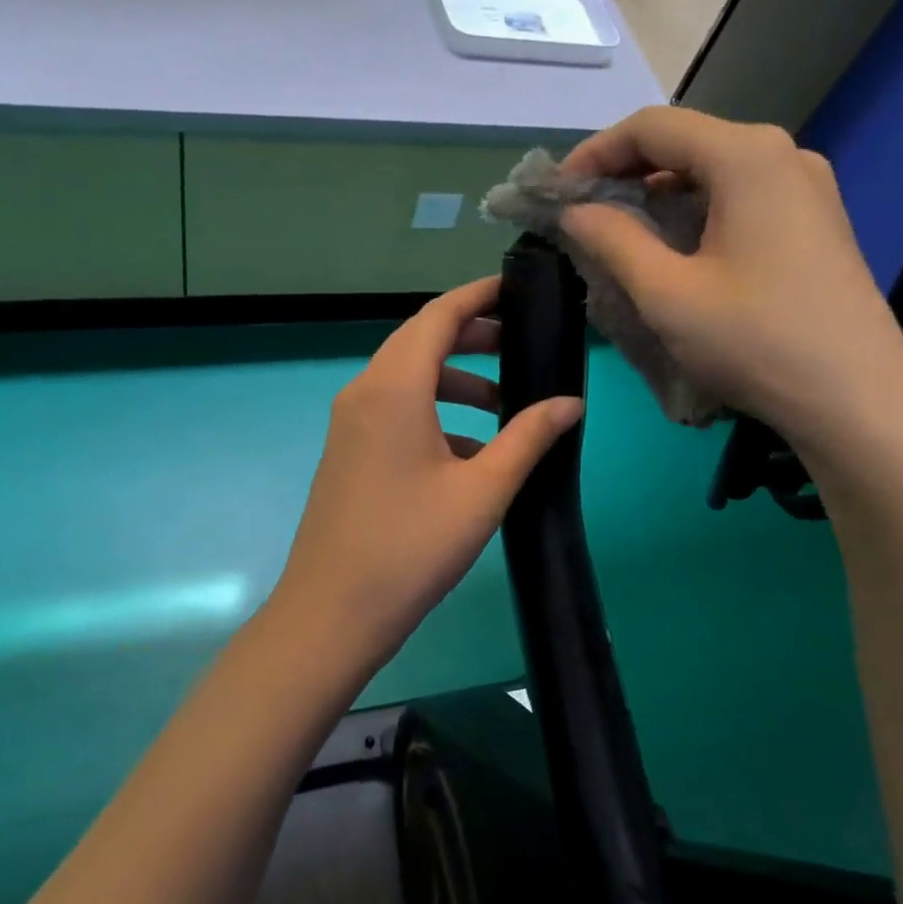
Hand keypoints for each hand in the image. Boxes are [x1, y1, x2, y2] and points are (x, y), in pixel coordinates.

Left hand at [272, 277, 584, 667]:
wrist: (332, 612)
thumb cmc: (412, 548)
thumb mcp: (483, 491)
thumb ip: (528, 438)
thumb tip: (570, 403)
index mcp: (393, 388)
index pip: (438, 316)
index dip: (478, 295)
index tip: (518, 290)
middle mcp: (364, 391)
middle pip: (420, 340)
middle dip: (472, 335)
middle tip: (521, 345)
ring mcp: (349, 422)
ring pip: (407, 377)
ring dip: (455, 379)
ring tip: (504, 405)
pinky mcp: (347, 450)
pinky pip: (394, 409)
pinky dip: (433, 411)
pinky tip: (469, 450)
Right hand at [560, 106, 902, 459]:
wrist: (857, 401)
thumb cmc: (755, 340)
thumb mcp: (666, 292)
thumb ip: (612, 239)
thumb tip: (575, 210)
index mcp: (747, 155)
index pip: (652, 127)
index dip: (595, 152)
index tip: (558, 191)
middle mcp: (783, 154)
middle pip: (686, 142)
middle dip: (625, 172)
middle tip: (581, 213)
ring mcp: (807, 187)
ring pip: (714, 170)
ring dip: (659, 193)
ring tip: (619, 232)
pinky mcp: (817, 220)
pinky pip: (742, 196)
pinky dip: (696, 210)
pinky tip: (674, 247)